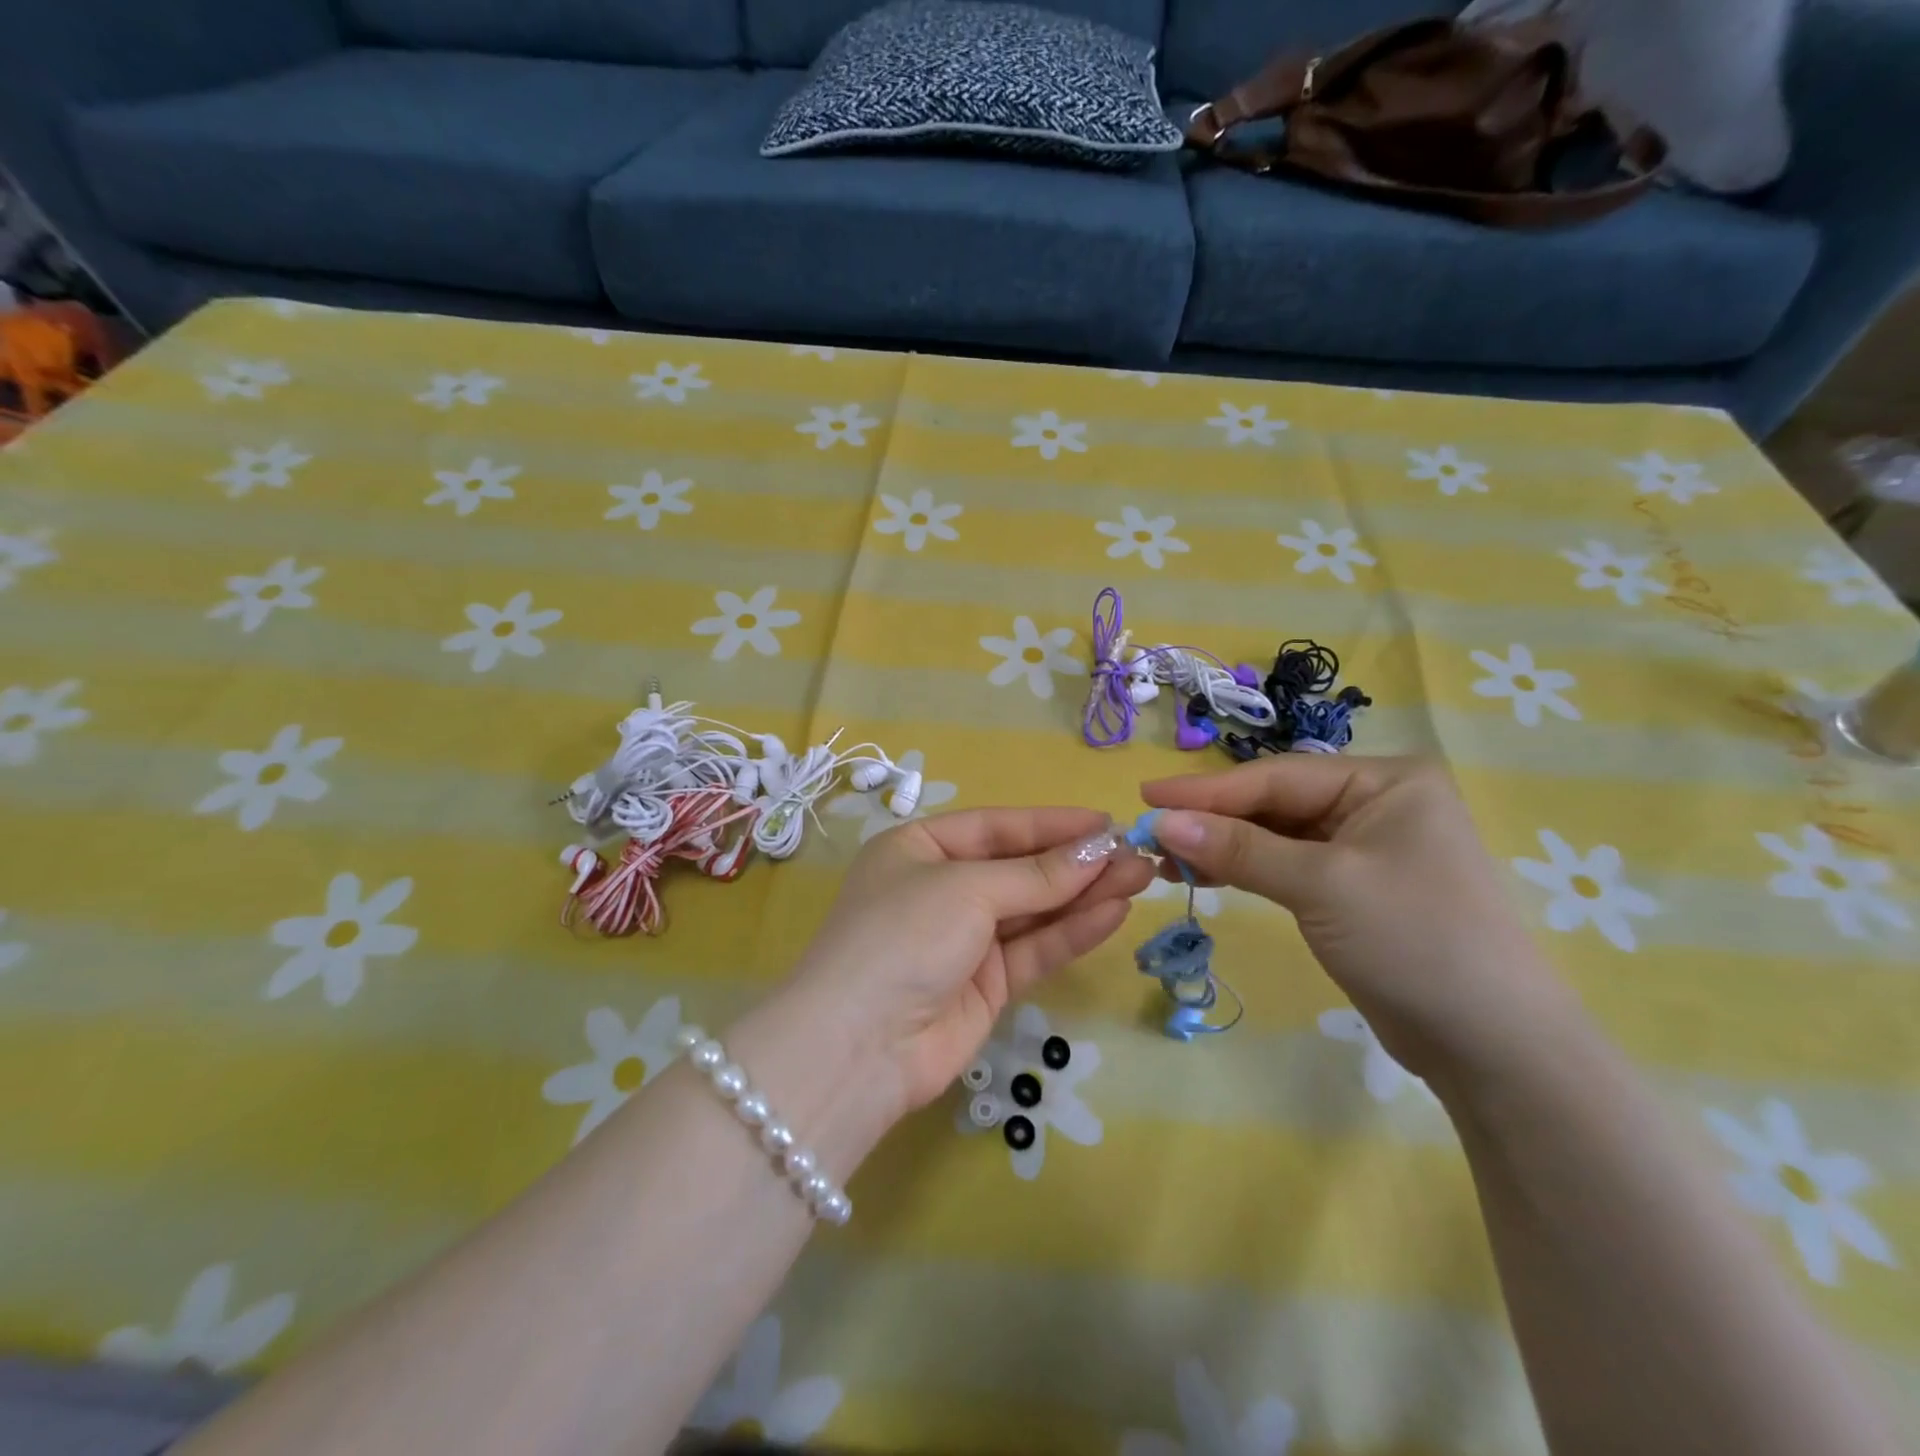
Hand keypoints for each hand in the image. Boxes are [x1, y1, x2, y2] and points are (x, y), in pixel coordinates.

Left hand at [775, 808, 1153, 1122]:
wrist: (859, 1047)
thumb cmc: (904, 936)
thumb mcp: (967, 889)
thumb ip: (1036, 876)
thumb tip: (1098, 849)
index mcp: (919, 848)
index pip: (996, 827)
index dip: (1052, 824)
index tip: (1107, 822)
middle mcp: (941, 888)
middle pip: (1019, 868)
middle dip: (1076, 861)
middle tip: (1137, 853)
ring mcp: (963, 939)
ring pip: (1034, 909)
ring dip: (1084, 894)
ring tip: (1141, 876)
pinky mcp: (985, 984)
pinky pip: (1035, 948)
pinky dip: (1072, 931)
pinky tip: (1114, 912)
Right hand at [1142, 757, 1576, 1083]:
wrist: (1493, 1046)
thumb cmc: (1415, 941)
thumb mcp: (1321, 885)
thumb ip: (1239, 848)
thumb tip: (1161, 821)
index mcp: (1384, 780)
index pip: (1276, 777)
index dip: (1206, 789)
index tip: (1145, 794)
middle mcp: (1374, 803)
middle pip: (1273, 803)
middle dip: (1212, 819)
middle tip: (1149, 832)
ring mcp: (1363, 847)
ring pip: (1274, 835)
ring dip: (1222, 846)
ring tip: (1166, 859)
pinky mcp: (1351, 888)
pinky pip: (1284, 865)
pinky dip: (1245, 869)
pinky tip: (1204, 874)